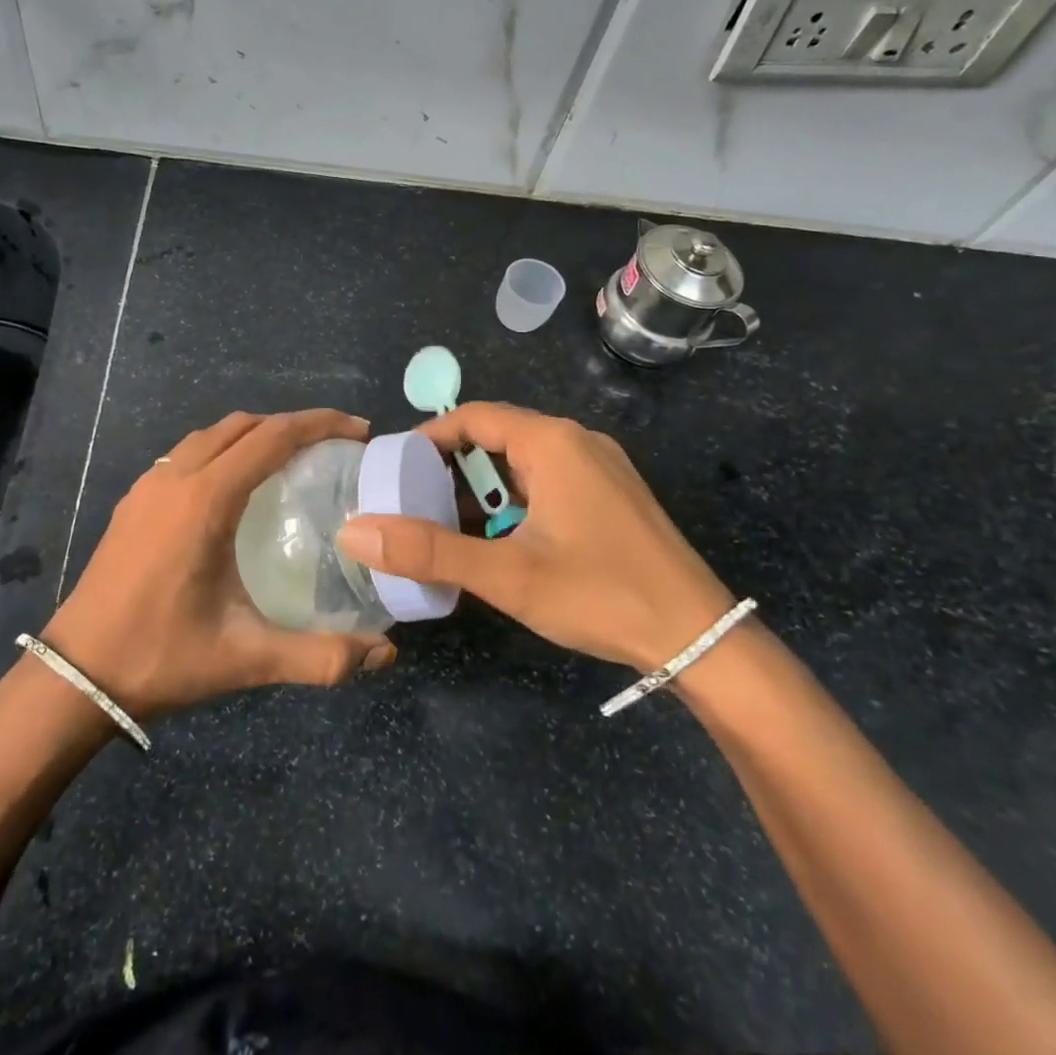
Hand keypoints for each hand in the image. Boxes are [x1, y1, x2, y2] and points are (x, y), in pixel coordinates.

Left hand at [40, 410, 396, 721]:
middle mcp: (176, 477)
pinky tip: (235, 489)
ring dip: (254, 434)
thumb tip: (385, 656)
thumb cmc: (161, 657)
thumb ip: (320, 657)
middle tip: (333, 447)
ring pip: (210, 435)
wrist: (75, 675)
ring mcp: (148, 486)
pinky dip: (222, 450)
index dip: (321, 424)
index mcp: (206, 499)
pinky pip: (186, 453)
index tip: (359, 432)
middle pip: (243, 425)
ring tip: (290, 461)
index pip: (273, 437)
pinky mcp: (133, 502)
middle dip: (292, 424)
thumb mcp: (246, 658)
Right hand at [335, 403, 734, 675]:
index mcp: (552, 442)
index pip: (474, 417)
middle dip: (452, 465)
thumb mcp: (506, 574)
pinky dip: (516, 501)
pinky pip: (550, 482)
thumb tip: (354, 533)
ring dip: (484, 487)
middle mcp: (578, 442)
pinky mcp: (613, 496)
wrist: (701, 637)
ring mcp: (601, 468)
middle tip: (413, 499)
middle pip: (498, 437)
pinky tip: (500, 538)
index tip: (395, 467)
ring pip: (524, 463)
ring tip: (447, 522)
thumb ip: (428, 551)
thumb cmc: (600, 593)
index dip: (428, 437)